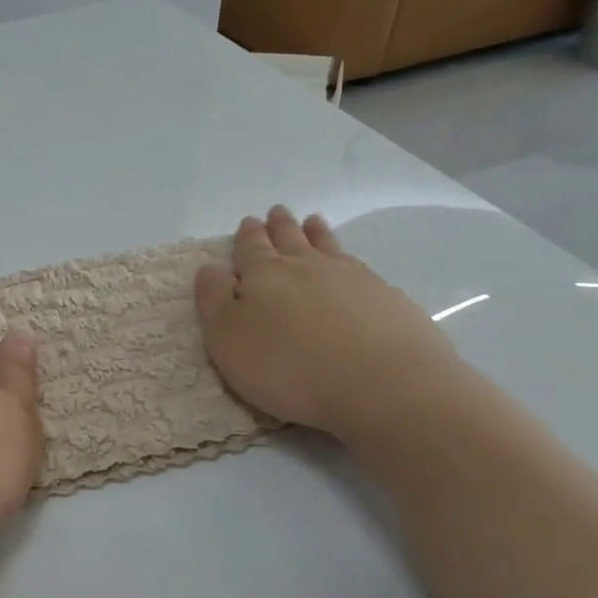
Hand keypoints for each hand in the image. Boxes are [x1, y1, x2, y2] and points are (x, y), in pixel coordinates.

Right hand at [194, 207, 465, 441]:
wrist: (382, 385)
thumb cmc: (288, 366)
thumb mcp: (228, 339)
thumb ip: (214, 300)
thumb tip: (210, 267)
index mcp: (264, 274)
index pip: (251, 247)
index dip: (248, 235)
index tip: (248, 221)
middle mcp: (307, 267)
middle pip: (290, 239)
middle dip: (280, 226)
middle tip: (277, 212)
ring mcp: (352, 279)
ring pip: (328, 247)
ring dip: (317, 234)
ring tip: (314, 222)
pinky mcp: (387, 299)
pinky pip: (360, 268)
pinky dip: (349, 260)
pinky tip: (353, 267)